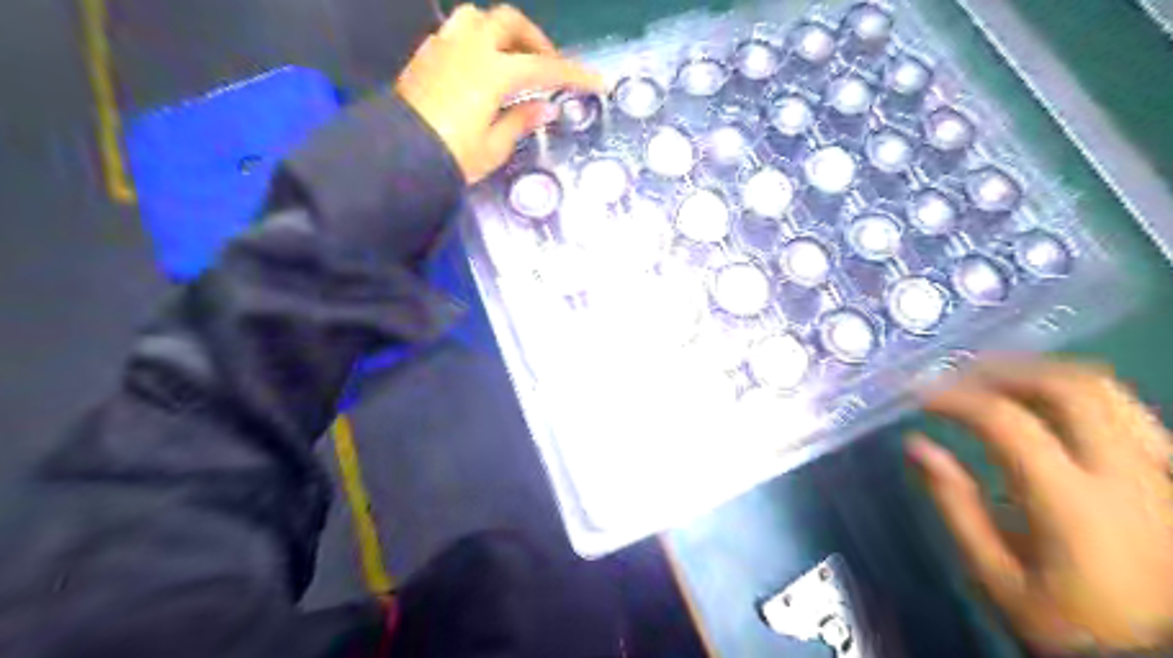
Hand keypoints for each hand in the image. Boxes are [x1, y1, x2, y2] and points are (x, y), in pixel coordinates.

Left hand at [401, 3, 604, 181]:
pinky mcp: (426, 54)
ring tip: (510, 59)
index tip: (598, 82)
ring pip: (479, 17)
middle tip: (546, 66)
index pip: (544, 68)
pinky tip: (479, 67)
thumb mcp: (494, 147)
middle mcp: (470, 48)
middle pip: (510, 23)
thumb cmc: (452, 156)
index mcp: (494, 72)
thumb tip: (544, 106)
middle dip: (535, 40)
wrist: (398, 157)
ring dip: (501, 32)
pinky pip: (456, 32)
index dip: (574, 74)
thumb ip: (521, 120)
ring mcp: (445, 46)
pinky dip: (476, 41)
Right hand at [906, 361, 1172, 652]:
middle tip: (960, 375)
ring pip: (1108, 391)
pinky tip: (1052, 408)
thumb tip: (916, 445)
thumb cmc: (1070, 625)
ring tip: (1000, 381)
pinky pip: (1131, 413)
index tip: (918, 395)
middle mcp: (1126, 474)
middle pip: (1067, 387)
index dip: (954, 397)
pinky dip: (1081, 396)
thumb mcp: (996, 577)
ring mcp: (1160, 472)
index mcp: (1072, 501)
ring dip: (1043, 374)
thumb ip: (955, 505)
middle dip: (1004, 370)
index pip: (1005, 421)